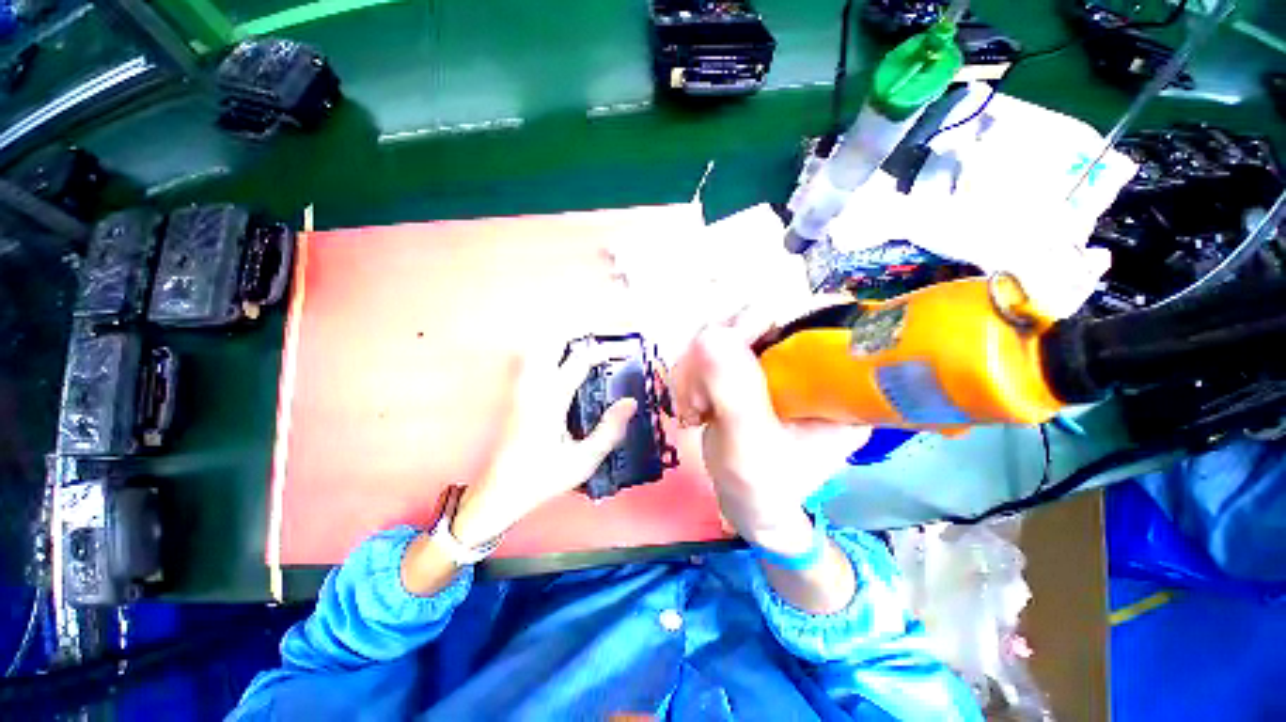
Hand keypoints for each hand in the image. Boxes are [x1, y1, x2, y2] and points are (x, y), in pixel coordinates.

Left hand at [450, 346, 636, 547]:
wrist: (500, 492)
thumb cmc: (542, 477)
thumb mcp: (583, 460)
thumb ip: (609, 430)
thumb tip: (630, 403)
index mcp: (550, 400)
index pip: (579, 361)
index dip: (603, 351)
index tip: (622, 351)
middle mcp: (532, 387)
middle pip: (551, 342)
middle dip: (577, 336)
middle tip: (600, 344)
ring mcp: (520, 388)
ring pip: (538, 349)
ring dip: (562, 344)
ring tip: (585, 352)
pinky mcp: (516, 395)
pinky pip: (533, 362)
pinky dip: (551, 355)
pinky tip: (564, 369)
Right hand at [673, 309, 869, 552]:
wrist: (747, 500)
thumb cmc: (760, 486)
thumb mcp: (750, 447)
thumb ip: (735, 394)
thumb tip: (712, 335)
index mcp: (839, 379)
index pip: (814, 314)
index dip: (765, 319)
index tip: (725, 352)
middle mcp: (811, 360)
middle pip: (762, 315)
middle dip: (718, 352)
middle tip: (700, 397)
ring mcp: (778, 359)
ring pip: (730, 328)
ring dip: (698, 365)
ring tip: (694, 407)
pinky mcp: (751, 363)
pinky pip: (714, 345)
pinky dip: (693, 369)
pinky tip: (691, 402)